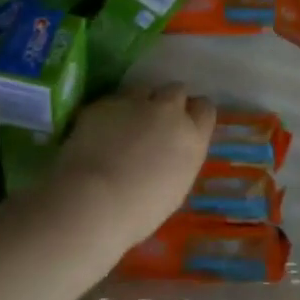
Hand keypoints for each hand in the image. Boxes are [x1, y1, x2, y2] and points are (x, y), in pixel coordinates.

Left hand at [50, 85, 215, 247]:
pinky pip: (113, 101)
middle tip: (154, 122)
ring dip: (139, 102)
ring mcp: (135, 103)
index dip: (193, 114)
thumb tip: (169, 151)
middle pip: (176, 91)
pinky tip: (99, 133)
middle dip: (168, 102)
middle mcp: (169, 112)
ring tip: (124, 125)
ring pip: (143, 90)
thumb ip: (179, 158)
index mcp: (192, 137)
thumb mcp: (176, 186)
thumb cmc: (140, 210)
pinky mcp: (104, 103)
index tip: (183, 124)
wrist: (94, 201)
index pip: (205, 108)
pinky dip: (110, 113)